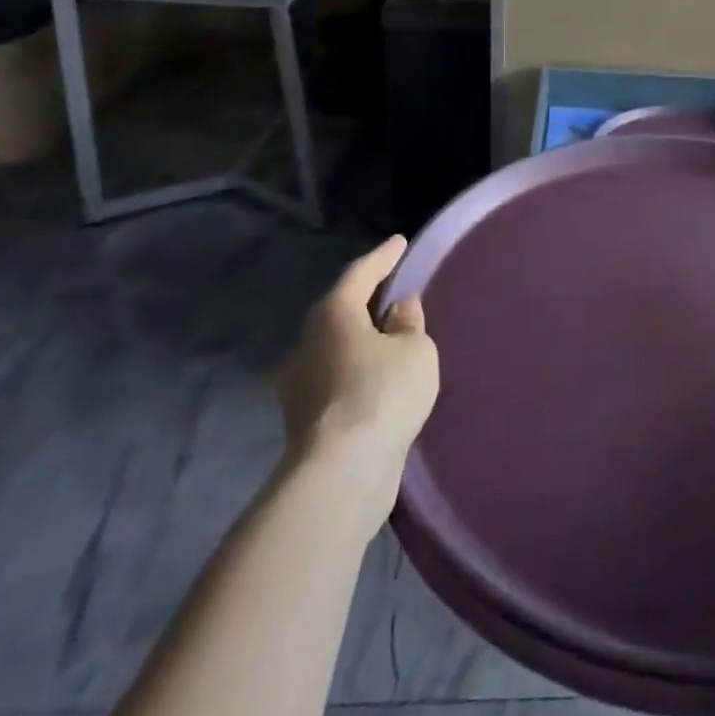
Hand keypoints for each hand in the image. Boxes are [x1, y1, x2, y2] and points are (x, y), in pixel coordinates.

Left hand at [277, 236, 438, 506]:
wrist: (341, 473)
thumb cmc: (382, 394)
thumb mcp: (415, 350)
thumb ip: (409, 323)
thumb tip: (397, 309)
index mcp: (333, 313)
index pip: (361, 273)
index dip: (384, 256)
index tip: (400, 242)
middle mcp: (307, 341)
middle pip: (340, 309)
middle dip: (367, 299)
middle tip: (395, 290)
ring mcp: (299, 381)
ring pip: (335, 345)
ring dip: (361, 338)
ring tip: (390, 336)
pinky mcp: (303, 417)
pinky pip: (336, 376)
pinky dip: (357, 369)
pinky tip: (377, 377)